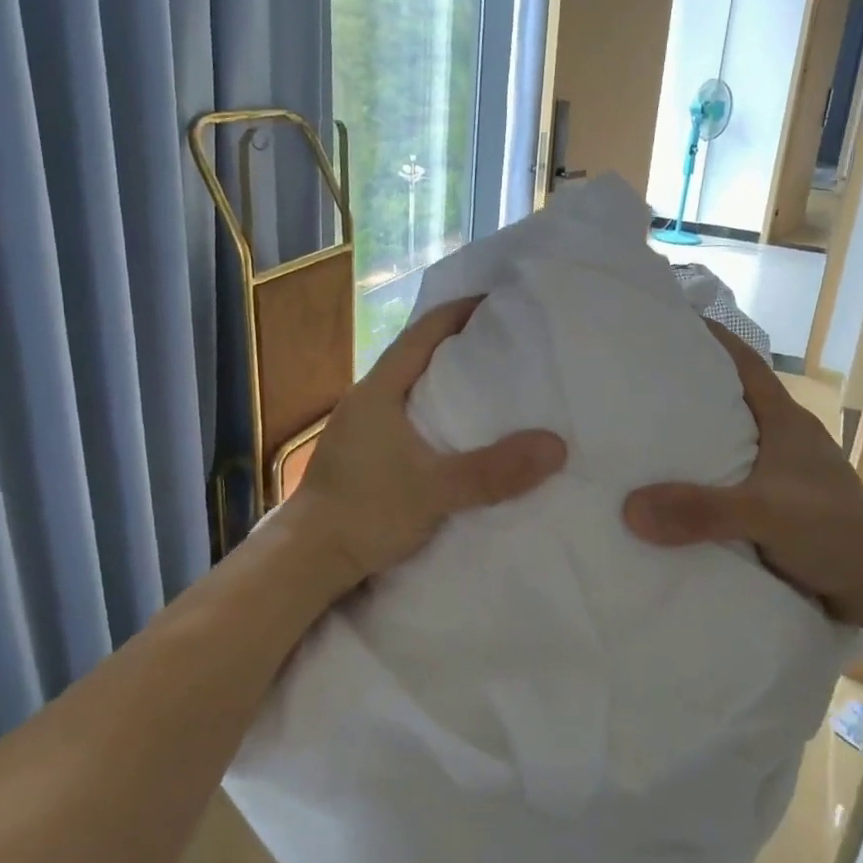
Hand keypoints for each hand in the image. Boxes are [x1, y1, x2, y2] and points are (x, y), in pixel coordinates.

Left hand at [285, 297, 566, 593]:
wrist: (306, 561)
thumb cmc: (365, 513)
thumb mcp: (435, 490)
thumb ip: (494, 471)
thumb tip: (556, 446)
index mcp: (378, 391)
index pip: (422, 333)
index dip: (458, 312)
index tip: (496, 301)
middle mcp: (366, 400)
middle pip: (416, 356)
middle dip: (458, 345)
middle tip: (506, 343)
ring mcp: (360, 428)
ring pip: (409, 389)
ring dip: (444, 382)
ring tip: (489, 385)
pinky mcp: (361, 455)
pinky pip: (405, 417)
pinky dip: (433, 413)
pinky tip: (455, 433)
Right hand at [622, 323, 862, 628]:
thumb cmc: (835, 530)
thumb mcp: (765, 514)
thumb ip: (702, 511)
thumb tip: (629, 508)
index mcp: (785, 422)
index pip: (746, 364)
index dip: (714, 340)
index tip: (673, 324)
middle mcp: (782, 441)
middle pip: (730, 403)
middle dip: (689, 393)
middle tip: (637, 386)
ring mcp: (782, 477)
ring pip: (728, 448)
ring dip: (694, 445)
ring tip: (642, 440)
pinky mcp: (778, 511)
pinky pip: (729, 488)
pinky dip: (703, 487)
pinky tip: (671, 498)